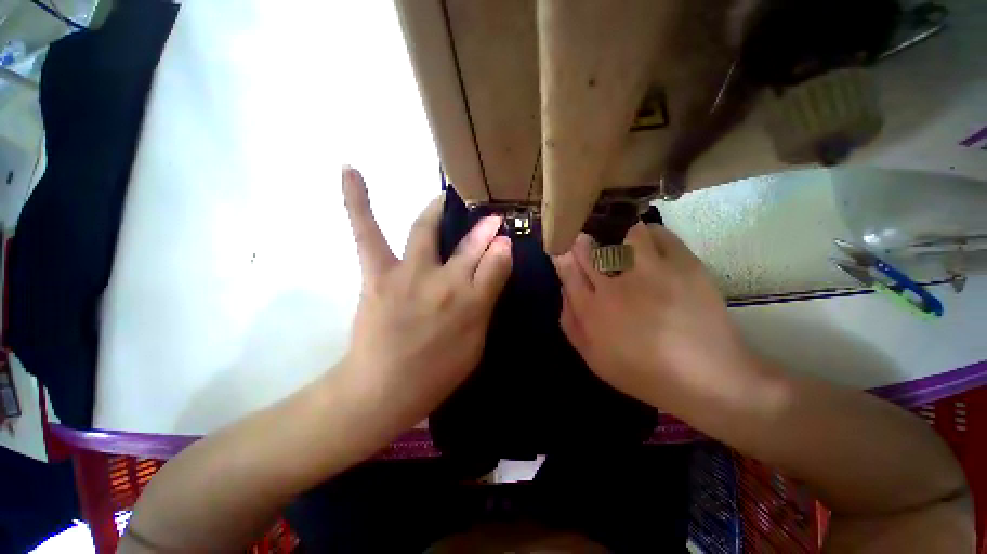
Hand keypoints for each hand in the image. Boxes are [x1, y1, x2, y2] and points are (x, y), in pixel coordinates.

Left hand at [335, 167, 511, 435]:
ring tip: (443, 198)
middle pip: (469, 246)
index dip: (502, 248)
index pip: (497, 263)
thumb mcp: (476, 344)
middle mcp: (445, 283)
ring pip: (427, 231)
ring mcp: (409, 274)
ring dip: (439, 210)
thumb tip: (499, 262)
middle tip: (490, 218)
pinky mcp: (378, 274)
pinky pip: (367, 232)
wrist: (383, 389)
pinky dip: (358, 201)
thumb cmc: (437, 372)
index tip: (504, 238)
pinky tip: (350, 170)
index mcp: (472, 303)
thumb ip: (488, 301)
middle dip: (484, 229)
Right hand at [552, 223, 758, 411]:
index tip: (562, 246)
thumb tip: (563, 290)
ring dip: (614, 234)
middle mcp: (616, 286)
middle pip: (589, 249)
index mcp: (592, 310)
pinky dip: (647, 233)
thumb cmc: (643, 372)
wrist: (707, 377)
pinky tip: (646, 243)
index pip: (568, 270)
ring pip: (622, 235)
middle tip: (584, 238)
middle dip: (582, 240)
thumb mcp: (593, 357)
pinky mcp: (683, 264)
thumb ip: (570, 323)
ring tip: (617, 240)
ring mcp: (651, 272)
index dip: (562, 254)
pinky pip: (658, 234)